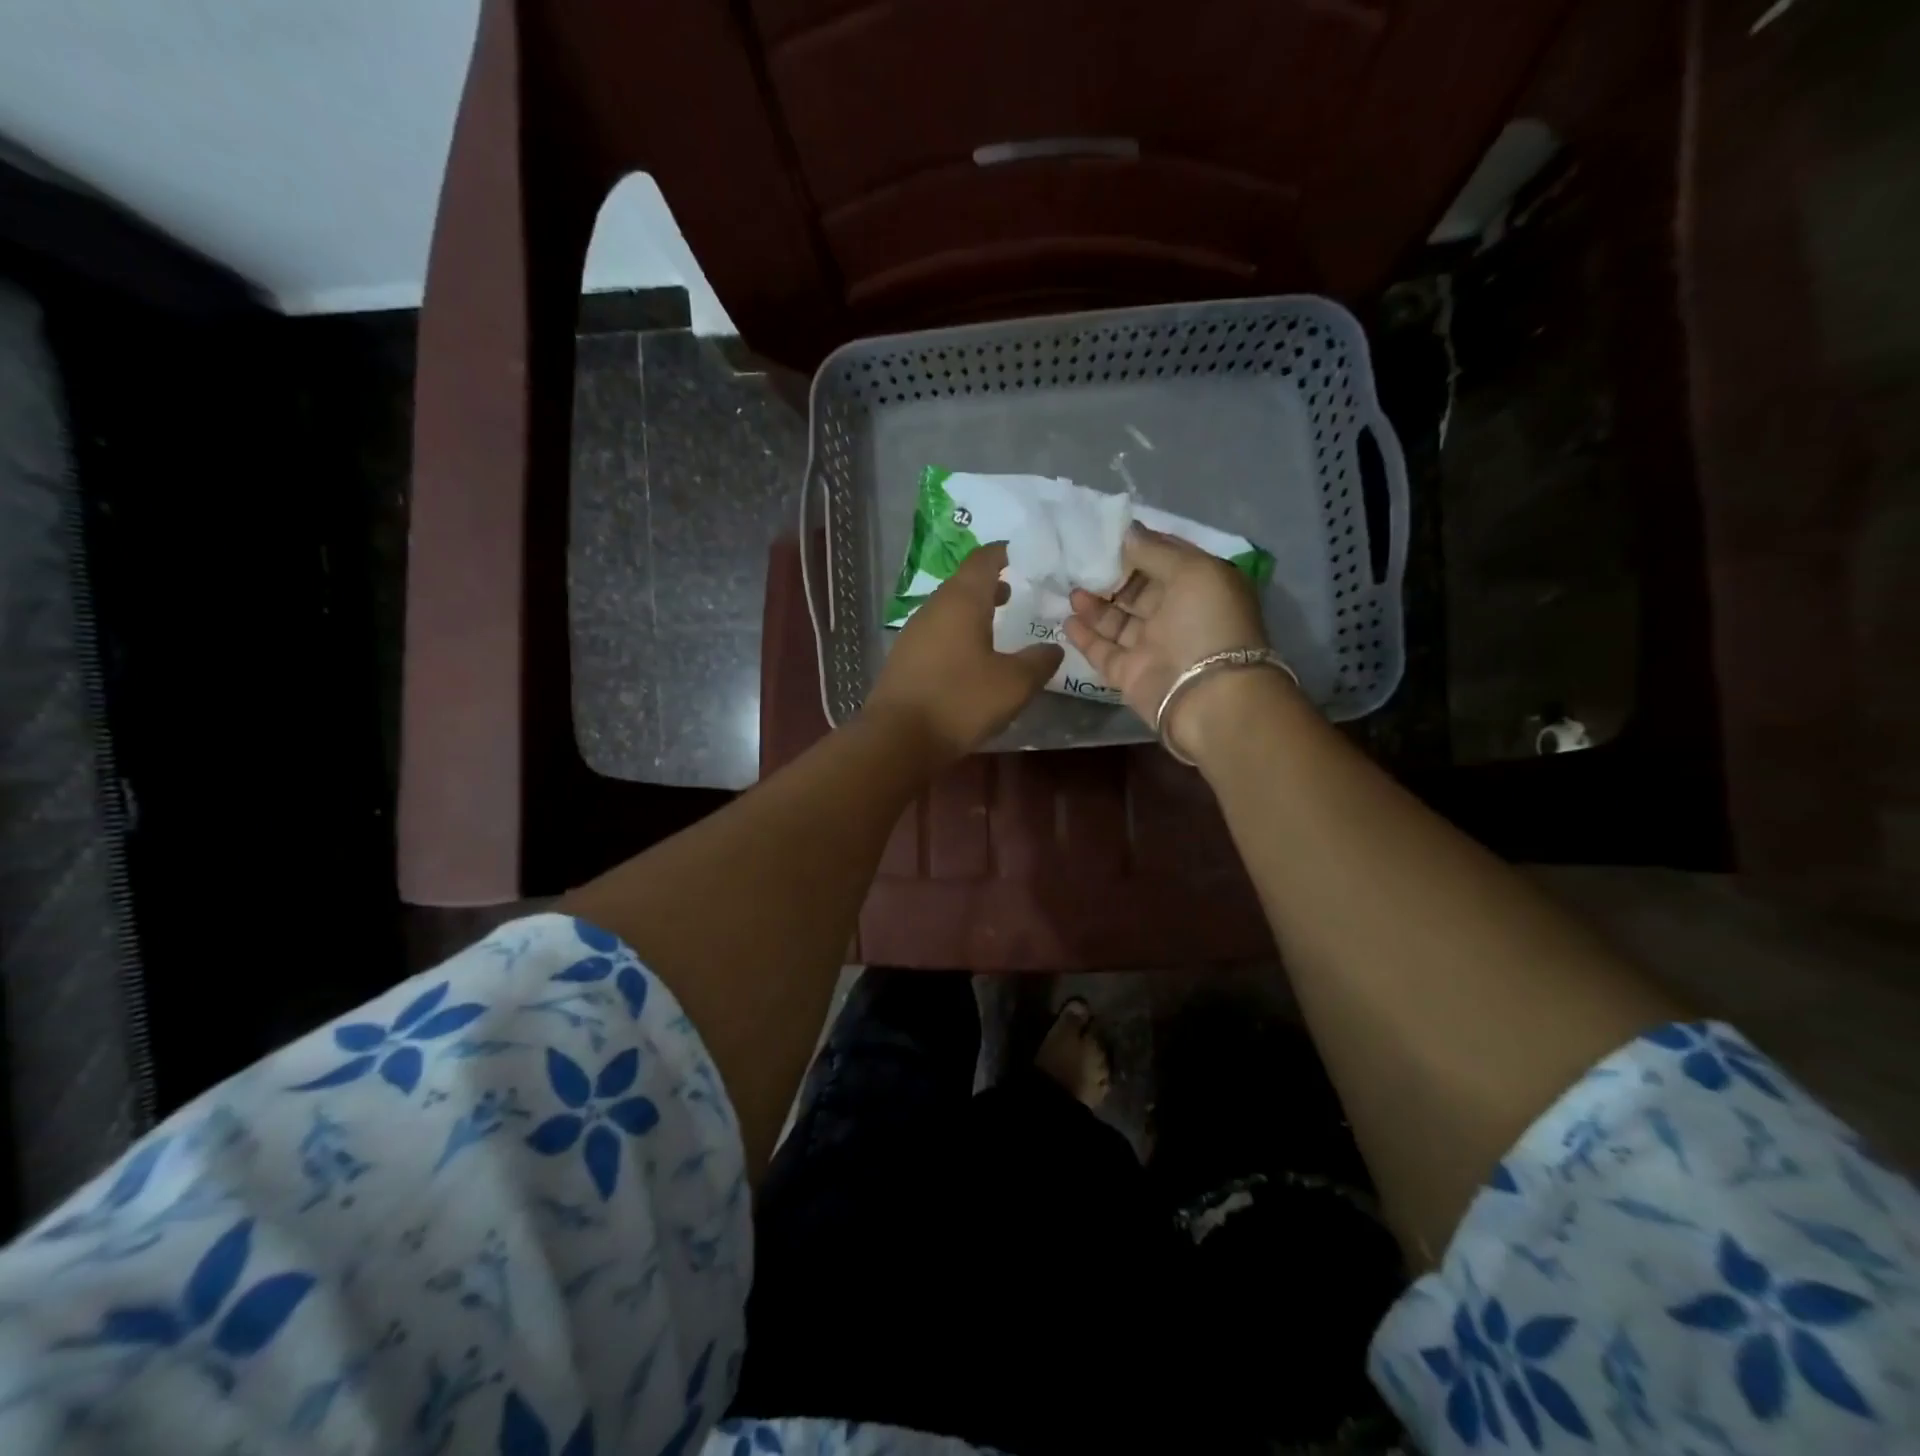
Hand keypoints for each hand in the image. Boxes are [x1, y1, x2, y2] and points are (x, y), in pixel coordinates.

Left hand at [865, 541, 1062, 766]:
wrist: (898, 739)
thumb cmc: (960, 701)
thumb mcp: (1013, 684)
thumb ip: (1038, 662)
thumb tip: (1054, 648)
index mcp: (962, 601)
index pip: (984, 560)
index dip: (1004, 553)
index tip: (1023, 555)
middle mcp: (934, 608)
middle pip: (964, 583)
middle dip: (990, 584)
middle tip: (1016, 591)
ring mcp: (914, 633)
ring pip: (949, 609)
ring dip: (973, 610)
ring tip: (997, 622)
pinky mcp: (905, 658)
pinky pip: (937, 632)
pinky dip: (958, 632)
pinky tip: (971, 656)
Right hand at [1065, 525, 1284, 760]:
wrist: (1208, 697)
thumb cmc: (1207, 624)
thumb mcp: (1192, 571)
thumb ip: (1155, 551)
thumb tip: (1126, 532)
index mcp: (1200, 586)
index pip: (1165, 559)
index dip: (1137, 546)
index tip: (1103, 535)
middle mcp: (1177, 615)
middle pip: (1137, 590)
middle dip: (1110, 576)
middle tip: (1078, 562)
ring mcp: (1152, 646)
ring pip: (1117, 620)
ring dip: (1094, 604)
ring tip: (1070, 590)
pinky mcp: (1130, 674)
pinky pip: (1103, 651)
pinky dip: (1085, 637)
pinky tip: (1068, 620)